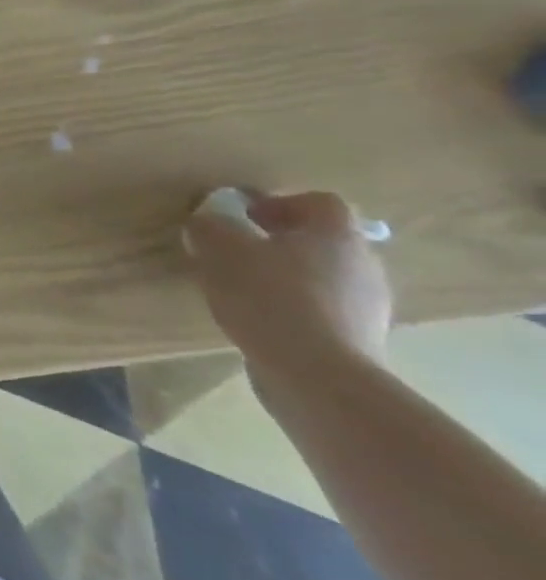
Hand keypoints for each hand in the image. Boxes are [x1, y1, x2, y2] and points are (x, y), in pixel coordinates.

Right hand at [183, 190, 394, 382]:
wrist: (317, 376)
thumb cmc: (269, 297)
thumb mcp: (219, 249)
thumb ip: (210, 227)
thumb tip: (209, 224)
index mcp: (336, 235)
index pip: (319, 203)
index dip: (280, 204)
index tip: (244, 218)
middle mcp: (364, 266)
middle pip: (323, 242)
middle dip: (282, 244)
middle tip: (240, 253)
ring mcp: (369, 308)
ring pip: (325, 279)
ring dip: (288, 279)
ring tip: (245, 291)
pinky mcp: (361, 343)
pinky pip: (325, 313)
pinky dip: (296, 312)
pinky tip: (262, 323)